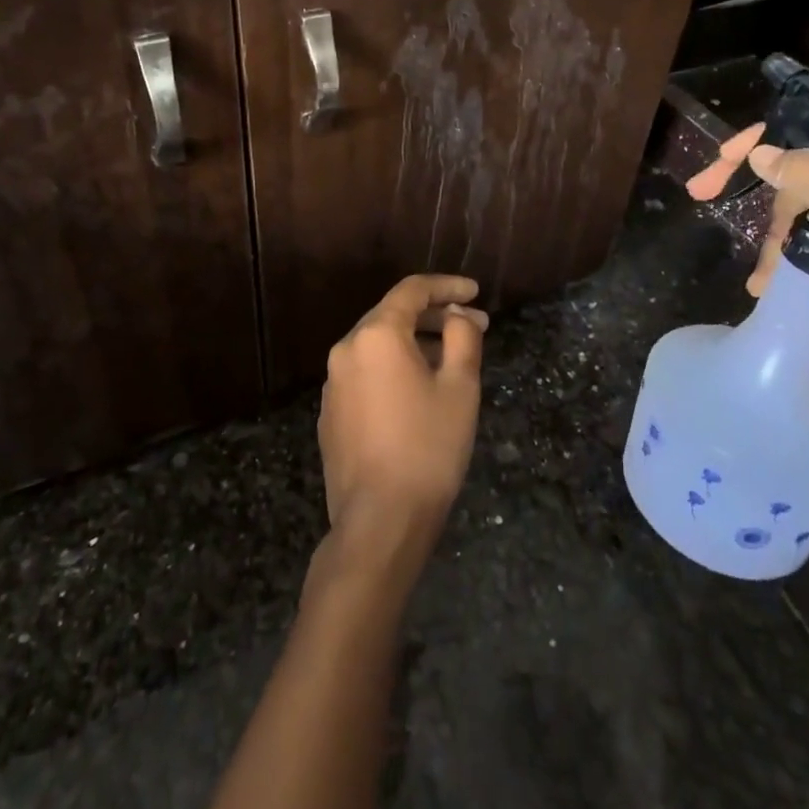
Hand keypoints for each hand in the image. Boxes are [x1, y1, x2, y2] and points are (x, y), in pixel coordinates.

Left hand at [318, 275, 488, 553]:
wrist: (379, 520)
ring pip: (379, 346)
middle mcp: (346, 349)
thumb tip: (457, 316)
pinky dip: (395, 369)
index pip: (413, 291)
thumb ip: (462, 337)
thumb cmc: (428, 447)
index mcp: (376, 335)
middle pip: (393, 315)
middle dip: (435, 317)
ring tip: (451, 360)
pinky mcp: (331, 413)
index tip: (476, 293)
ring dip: (416, 343)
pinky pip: (367, 374)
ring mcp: (333, 383)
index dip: (448, 287)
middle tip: (473, 327)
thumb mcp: (460, 387)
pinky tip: (419, 392)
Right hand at [688, 124, 808, 431]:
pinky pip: (799, 244)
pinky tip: (763, 284)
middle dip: (766, 198)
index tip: (724, 157)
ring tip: (764, 276)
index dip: (771, 142)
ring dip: (771, 240)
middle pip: (806, 176)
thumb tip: (762, 152)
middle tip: (706, 197)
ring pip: (797, 212)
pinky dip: (777, 260)